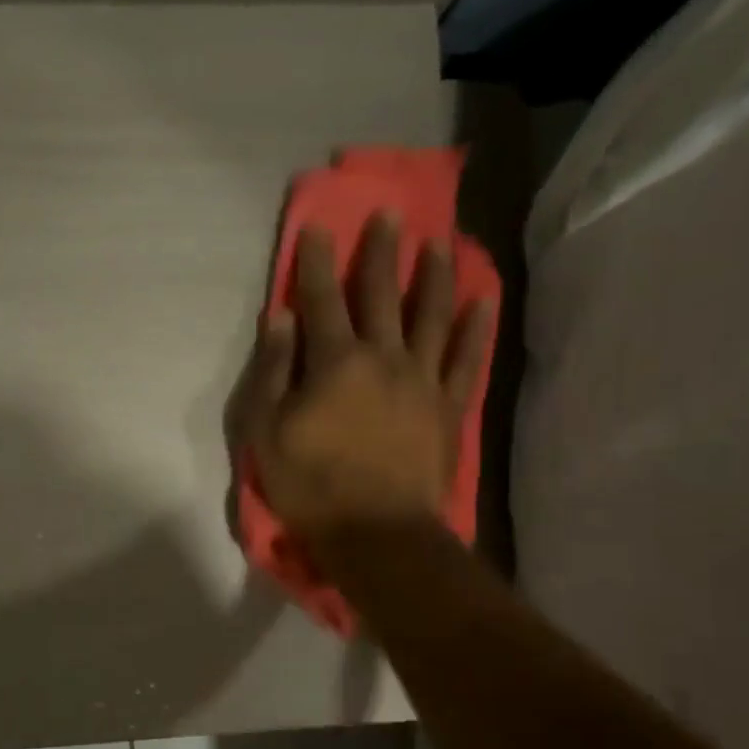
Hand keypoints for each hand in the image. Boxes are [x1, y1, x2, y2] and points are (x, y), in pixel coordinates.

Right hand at [236, 216, 493, 544]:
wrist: (378, 533)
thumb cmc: (311, 485)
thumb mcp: (267, 432)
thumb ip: (273, 372)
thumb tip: (280, 319)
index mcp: (335, 362)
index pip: (322, 299)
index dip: (318, 262)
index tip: (319, 225)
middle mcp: (383, 358)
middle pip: (382, 295)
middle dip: (382, 253)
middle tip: (389, 215)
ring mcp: (423, 380)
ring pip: (431, 316)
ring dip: (434, 276)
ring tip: (440, 243)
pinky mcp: (450, 407)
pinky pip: (466, 359)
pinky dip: (475, 328)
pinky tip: (482, 301)